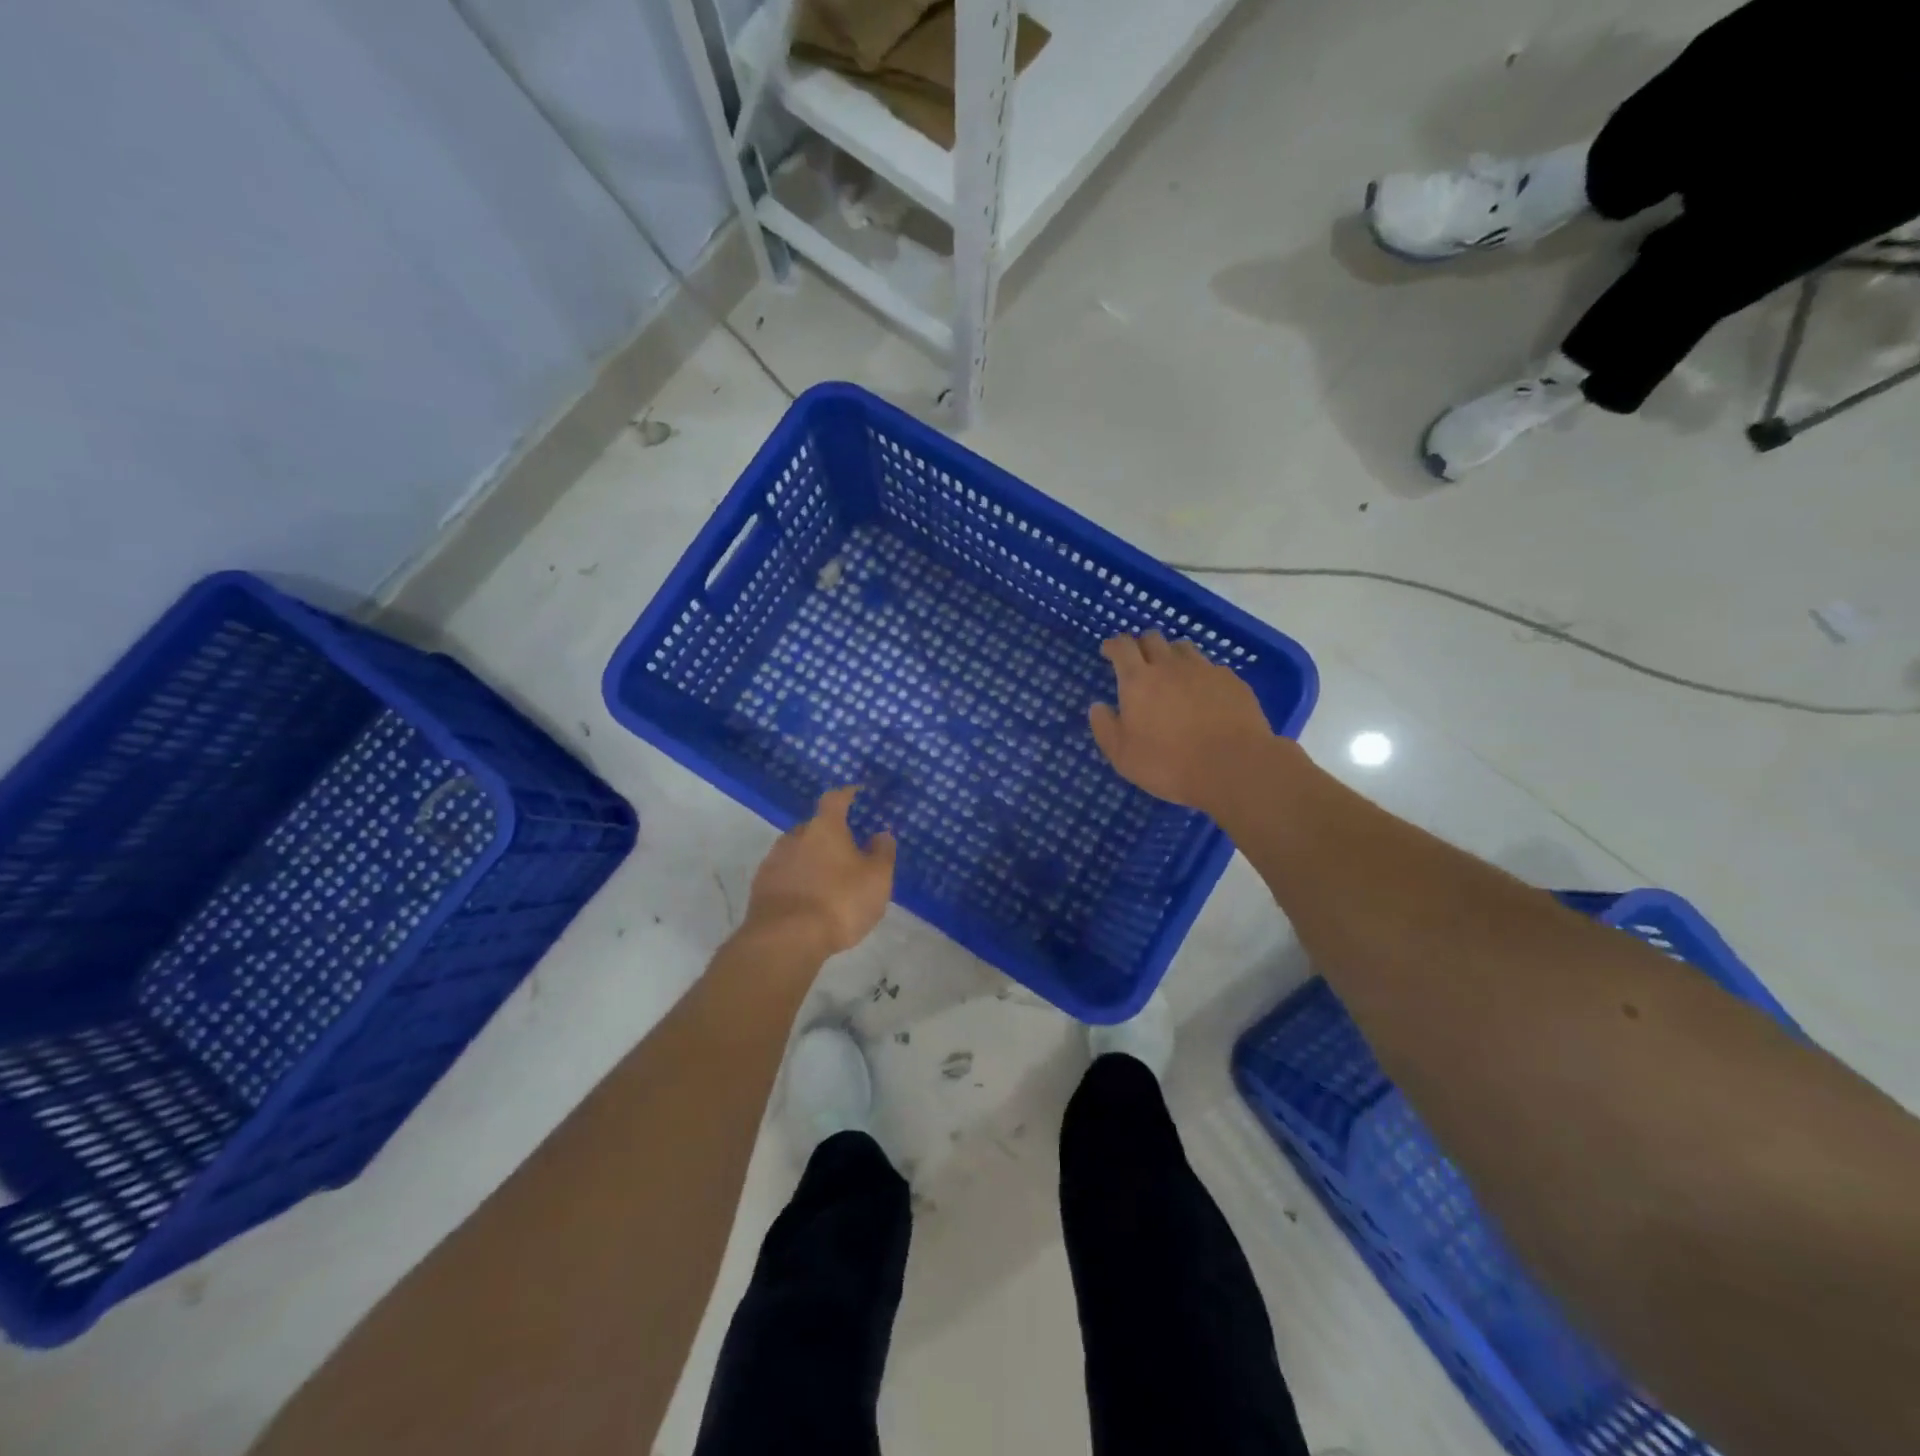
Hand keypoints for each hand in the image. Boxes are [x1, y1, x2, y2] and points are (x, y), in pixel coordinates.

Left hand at [744, 786, 896, 957]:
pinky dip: (797, 879)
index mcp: (825, 828)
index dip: (846, 794)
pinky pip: (784, 874)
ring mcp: (773, 861)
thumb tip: (881, 834)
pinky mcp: (760, 887)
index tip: (855, 793)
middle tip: (846, 850)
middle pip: (814, 827)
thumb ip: (882, 853)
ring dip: (811, 859)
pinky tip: (807, 898)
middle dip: (829, 835)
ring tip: (827, 878)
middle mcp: (795, 836)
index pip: (835, 799)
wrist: (785, 939)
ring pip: (797, 851)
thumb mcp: (877, 879)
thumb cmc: (839, 902)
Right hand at [1088, 633, 1275, 811]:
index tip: (1108, 651)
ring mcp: (1205, 670)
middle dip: (1141, 645)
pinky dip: (1200, 674)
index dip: (1113, 645)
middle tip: (1138, 661)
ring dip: (1171, 654)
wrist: (1233, 766)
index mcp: (1138, 680)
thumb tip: (1098, 706)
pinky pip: (1211, 667)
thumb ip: (1105, 727)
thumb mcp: (1123, 755)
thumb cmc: (1169, 763)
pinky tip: (1203, 692)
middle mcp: (1170, 666)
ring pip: (1183, 648)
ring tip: (1171, 672)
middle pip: (1153, 639)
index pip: (1122, 647)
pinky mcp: (1232, 681)